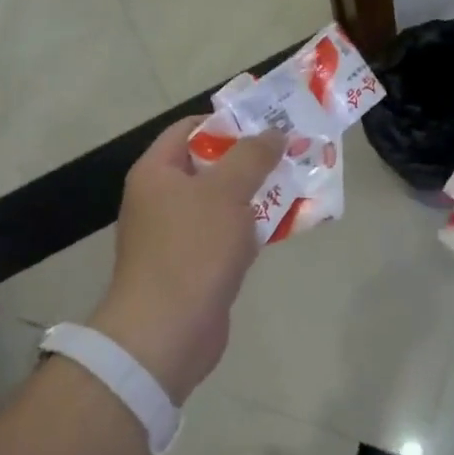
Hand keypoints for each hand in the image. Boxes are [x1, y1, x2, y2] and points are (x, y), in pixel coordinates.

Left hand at [90, 117, 285, 401]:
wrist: (167, 332)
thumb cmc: (192, 249)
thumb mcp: (226, 191)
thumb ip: (252, 156)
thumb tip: (274, 132)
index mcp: (156, 172)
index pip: (189, 129)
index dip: (228, 121)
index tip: (267, 123)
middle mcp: (160, 199)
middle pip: (208, 166)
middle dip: (250, 160)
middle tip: (291, 153)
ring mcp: (175, 235)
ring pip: (221, 203)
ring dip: (255, 196)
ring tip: (297, 185)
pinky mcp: (193, 266)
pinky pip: (224, 236)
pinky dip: (250, 230)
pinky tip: (282, 228)